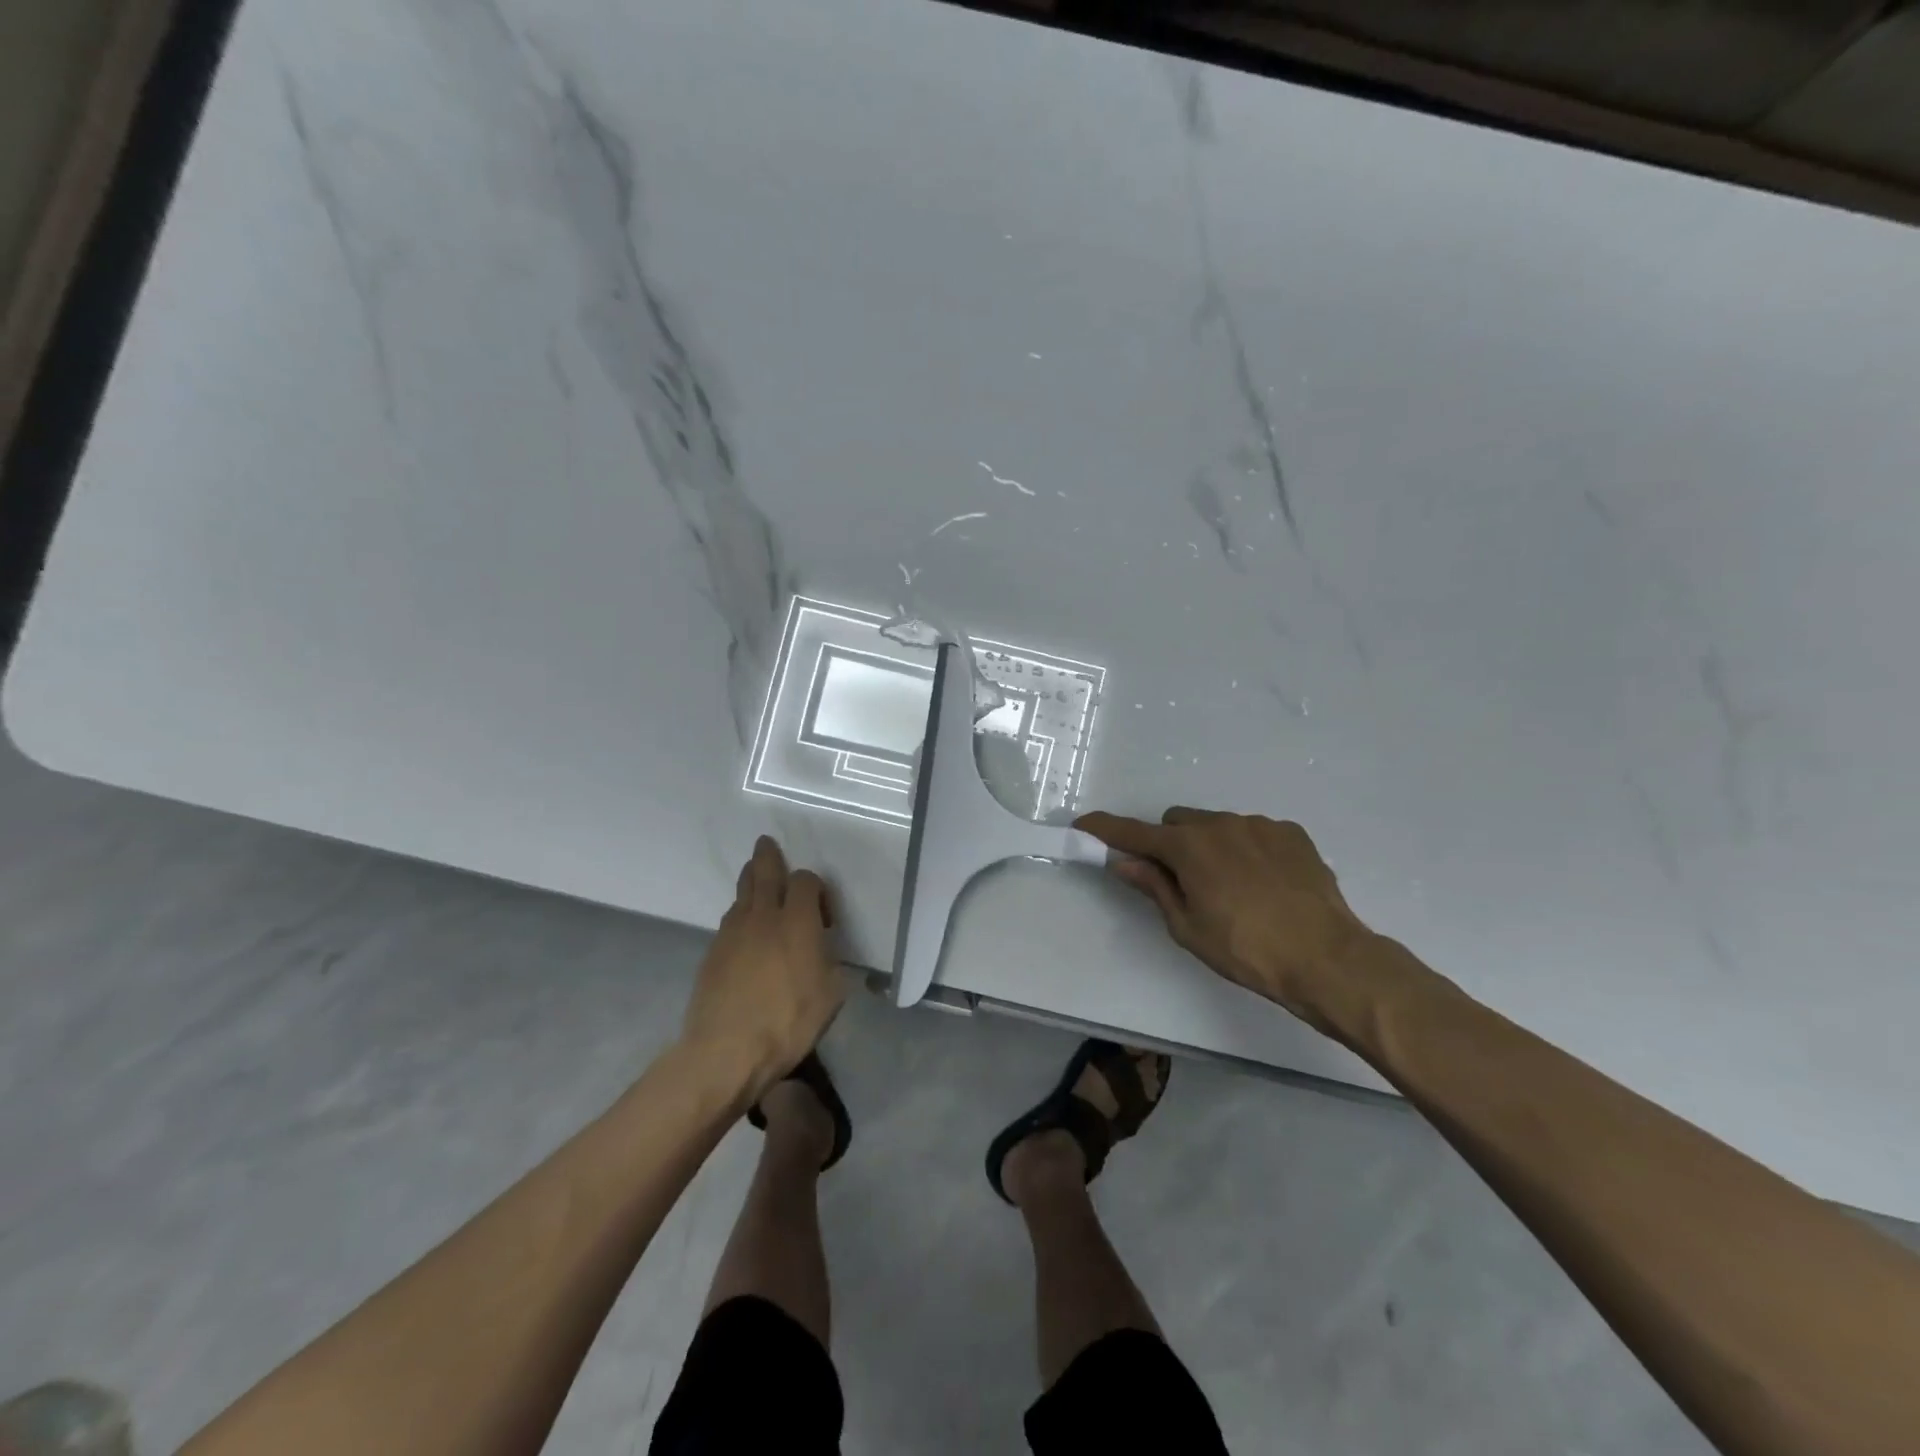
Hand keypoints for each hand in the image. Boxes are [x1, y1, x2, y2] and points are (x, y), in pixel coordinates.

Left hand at [682, 836, 848, 1097]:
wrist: (726, 1051)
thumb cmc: (787, 1022)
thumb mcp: (830, 995)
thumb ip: (830, 963)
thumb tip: (823, 953)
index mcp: (797, 921)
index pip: (805, 881)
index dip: (817, 889)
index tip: (824, 917)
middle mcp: (763, 916)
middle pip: (764, 872)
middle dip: (768, 856)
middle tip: (766, 844)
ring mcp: (732, 933)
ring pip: (742, 894)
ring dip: (751, 882)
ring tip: (755, 878)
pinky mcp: (712, 953)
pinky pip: (730, 920)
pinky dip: (740, 914)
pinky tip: (744, 928)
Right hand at [1075, 807, 1382, 1033]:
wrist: (1327, 958)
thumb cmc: (1246, 950)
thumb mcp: (1188, 927)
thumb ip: (1155, 887)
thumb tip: (1124, 862)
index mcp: (1188, 847)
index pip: (1133, 833)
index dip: (1105, 829)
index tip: (1083, 825)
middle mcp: (1220, 824)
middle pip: (1177, 823)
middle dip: (1169, 844)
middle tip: (1181, 882)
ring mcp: (1259, 824)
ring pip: (1216, 825)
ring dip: (1209, 846)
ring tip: (1232, 889)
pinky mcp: (1290, 833)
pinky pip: (1253, 832)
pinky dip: (1245, 850)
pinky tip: (1264, 884)